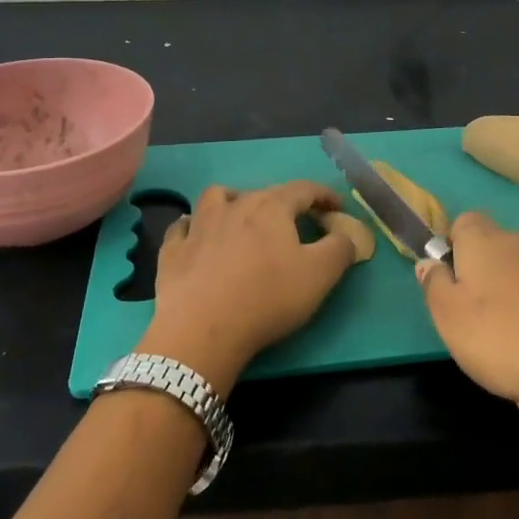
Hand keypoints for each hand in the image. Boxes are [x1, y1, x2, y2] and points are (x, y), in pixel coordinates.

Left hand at [139, 182, 356, 395]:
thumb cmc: (267, 297)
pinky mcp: (173, 251)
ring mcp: (199, 226)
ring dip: (232, 201)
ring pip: (216, 197)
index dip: (323, 195)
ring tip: (240, 216)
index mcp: (271, 207)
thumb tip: (345, 234)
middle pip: (263, 193)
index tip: (336, 207)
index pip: (303, 189)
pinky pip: (182, 228)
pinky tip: (197, 238)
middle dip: (284, 203)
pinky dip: (192, 228)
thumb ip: (340, 249)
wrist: (202, 329)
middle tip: (296, 223)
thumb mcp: (320, 275)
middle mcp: (234, 205)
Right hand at [417, 211, 518, 419]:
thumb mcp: (449, 317)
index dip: (456, 248)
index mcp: (486, 241)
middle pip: (500, 253)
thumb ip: (434, 285)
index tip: (453, 283)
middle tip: (483, 328)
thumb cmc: (505, 338)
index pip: (464, 222)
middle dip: (491, 283)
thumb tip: (430, 263)